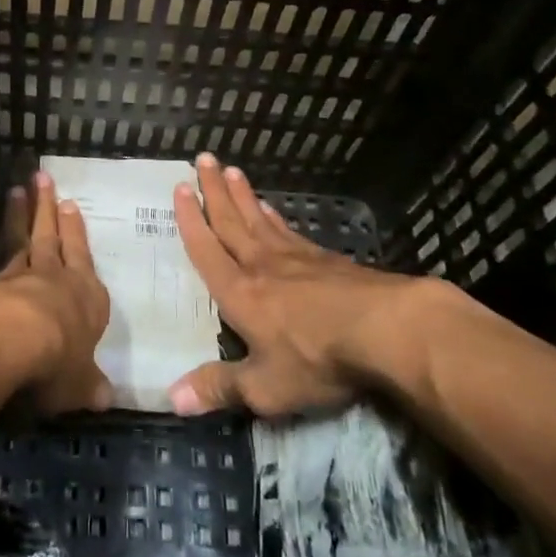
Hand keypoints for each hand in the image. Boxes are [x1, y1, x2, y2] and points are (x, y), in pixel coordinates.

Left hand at [0, 172, 114, 415]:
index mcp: (86, 297)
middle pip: (51, 236)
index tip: (70, 205)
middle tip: (43, 178)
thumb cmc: (57, 360)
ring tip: (18, 189)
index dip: (76, 232)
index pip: (82, 257)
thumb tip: (107, 397)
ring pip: (22, 238)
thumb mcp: (79, 384)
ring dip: (21, 214)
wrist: (9, 340)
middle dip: (48, 208)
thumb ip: (89, 386)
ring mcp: (19, 276)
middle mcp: (55, 278)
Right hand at [167, 154, 435, 417]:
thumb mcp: (265, 387)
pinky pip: (289, 230)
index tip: (180, 188)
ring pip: (260, 219)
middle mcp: (261, 266)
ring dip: (243, 195)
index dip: (191, 220)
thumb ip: (219, 389)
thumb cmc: (317, 358)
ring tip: (231, 171)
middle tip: (203, 158)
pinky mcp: (327, 260)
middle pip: (231, 221)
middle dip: (214, 191)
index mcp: (239, 292)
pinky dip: (275, 216)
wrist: (386, 329)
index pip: (207, 249)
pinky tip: (273, 210)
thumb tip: (169, 399)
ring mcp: (296, 258)